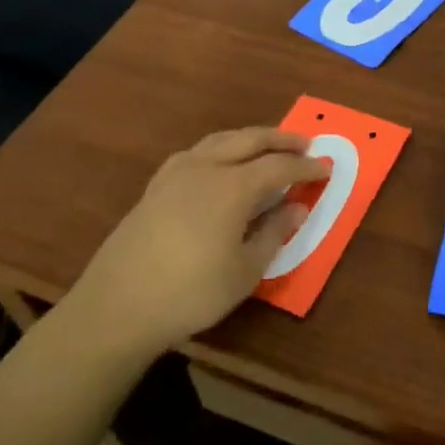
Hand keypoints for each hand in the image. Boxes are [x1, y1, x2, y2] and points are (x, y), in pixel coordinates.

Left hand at [63, 126, 328, 359]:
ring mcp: (175, 174)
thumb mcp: (245, 271)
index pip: (279, 166)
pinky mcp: (155, 187)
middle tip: (305, 142)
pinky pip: (196, 153)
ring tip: (267, 146)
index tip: (326, 168)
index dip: (305, 166)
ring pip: (220, 140)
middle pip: (249, 140)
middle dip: (280, 139)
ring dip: (249, 138)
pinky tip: (220, 163)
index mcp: (232, 187)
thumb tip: (296, 208)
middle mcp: (205, 168)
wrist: (118, 306)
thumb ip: (274, 234)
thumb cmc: (191, 292)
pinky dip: (219, 149)